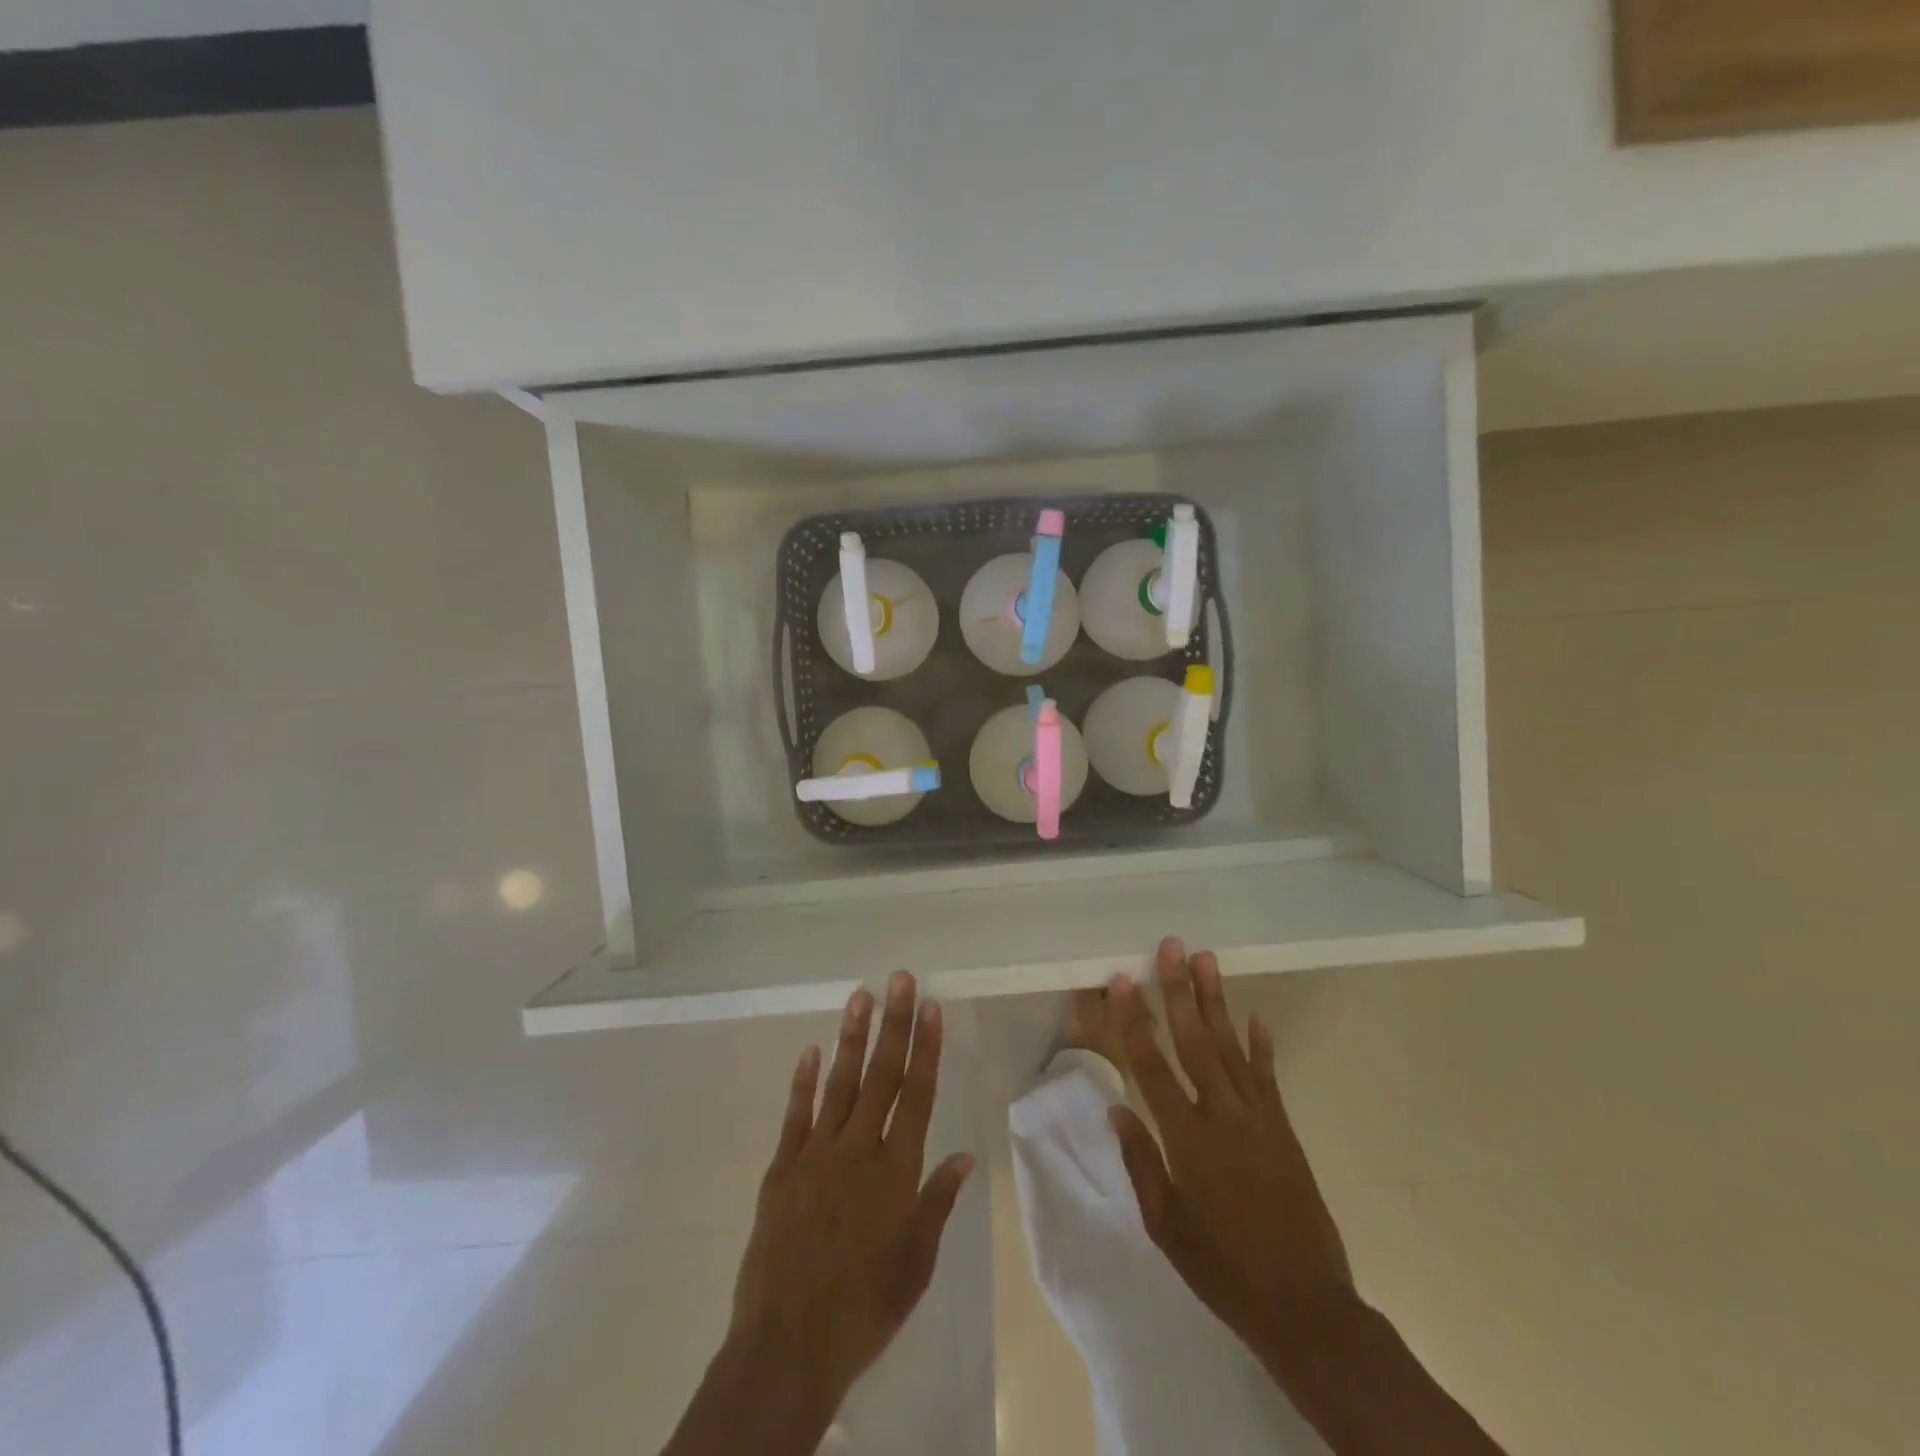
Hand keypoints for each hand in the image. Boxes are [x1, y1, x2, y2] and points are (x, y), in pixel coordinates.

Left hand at [724, 972, 974, 1415]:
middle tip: (900, 979)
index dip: (926, 1047)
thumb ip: (938, 1202)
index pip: (917, 1094)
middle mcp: (858, 1149)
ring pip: (840, 1082)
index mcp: (896, 1170)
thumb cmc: (865, 1307)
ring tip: (861, 995)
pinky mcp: (782, 1168)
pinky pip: (796, 1115)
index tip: (931, 1007)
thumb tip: (964, 1154)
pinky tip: (811, 1050)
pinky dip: (803, 1081)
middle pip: (881, 1075)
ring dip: (852, 1037)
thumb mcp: (916, 1263)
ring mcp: (816, 1154)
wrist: (789, 1345)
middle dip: (894, 1023)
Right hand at [1106, 938, 1354, 1354]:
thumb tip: (1118, 1106)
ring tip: (1206, 960)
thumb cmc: (1222, 1268)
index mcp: (1187, 1139)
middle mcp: (1223, 1116)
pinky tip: (1255, 1015)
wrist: (1304, 1306)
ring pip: (1231, 1047)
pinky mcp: (1284, 1128)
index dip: (1134, 1020)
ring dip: (1216, 1001)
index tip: (1122, 981)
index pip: (1152, 1066)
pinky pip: (1268, 1076)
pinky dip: (1261, 1044)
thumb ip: (1141, 1161)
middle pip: (1195, 1041)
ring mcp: (1259, 1118)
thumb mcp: (1165, 1226)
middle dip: (1179, 991)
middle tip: (1171, 947)